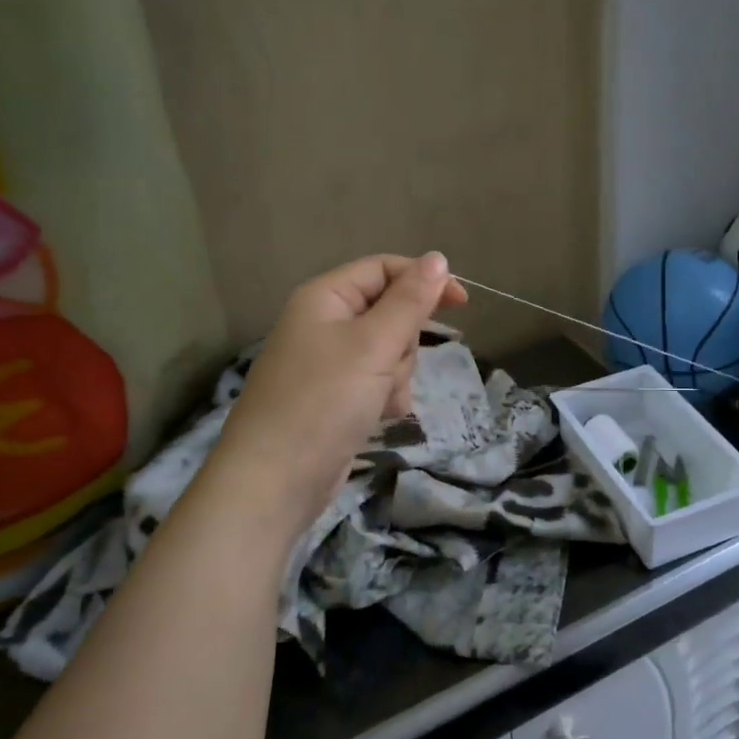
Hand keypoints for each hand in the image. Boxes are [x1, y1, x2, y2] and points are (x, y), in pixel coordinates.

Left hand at [214, 253, 467, 539]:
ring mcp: (329, 364)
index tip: (462, 303)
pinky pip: (377, 383)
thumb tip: (438, 257)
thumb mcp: (373, 345)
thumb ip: (409, 300)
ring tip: (380, 400)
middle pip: (390, 313)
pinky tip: (379, 418)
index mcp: (325, 298)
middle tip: (389, 367)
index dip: (423, 280)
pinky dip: (386, 398)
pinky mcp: (336, 398)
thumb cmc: (324, 401)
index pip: (383, 269)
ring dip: (397, 376)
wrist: (276, 481)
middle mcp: (324, 325)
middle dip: (404, 343)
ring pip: (389, 352)